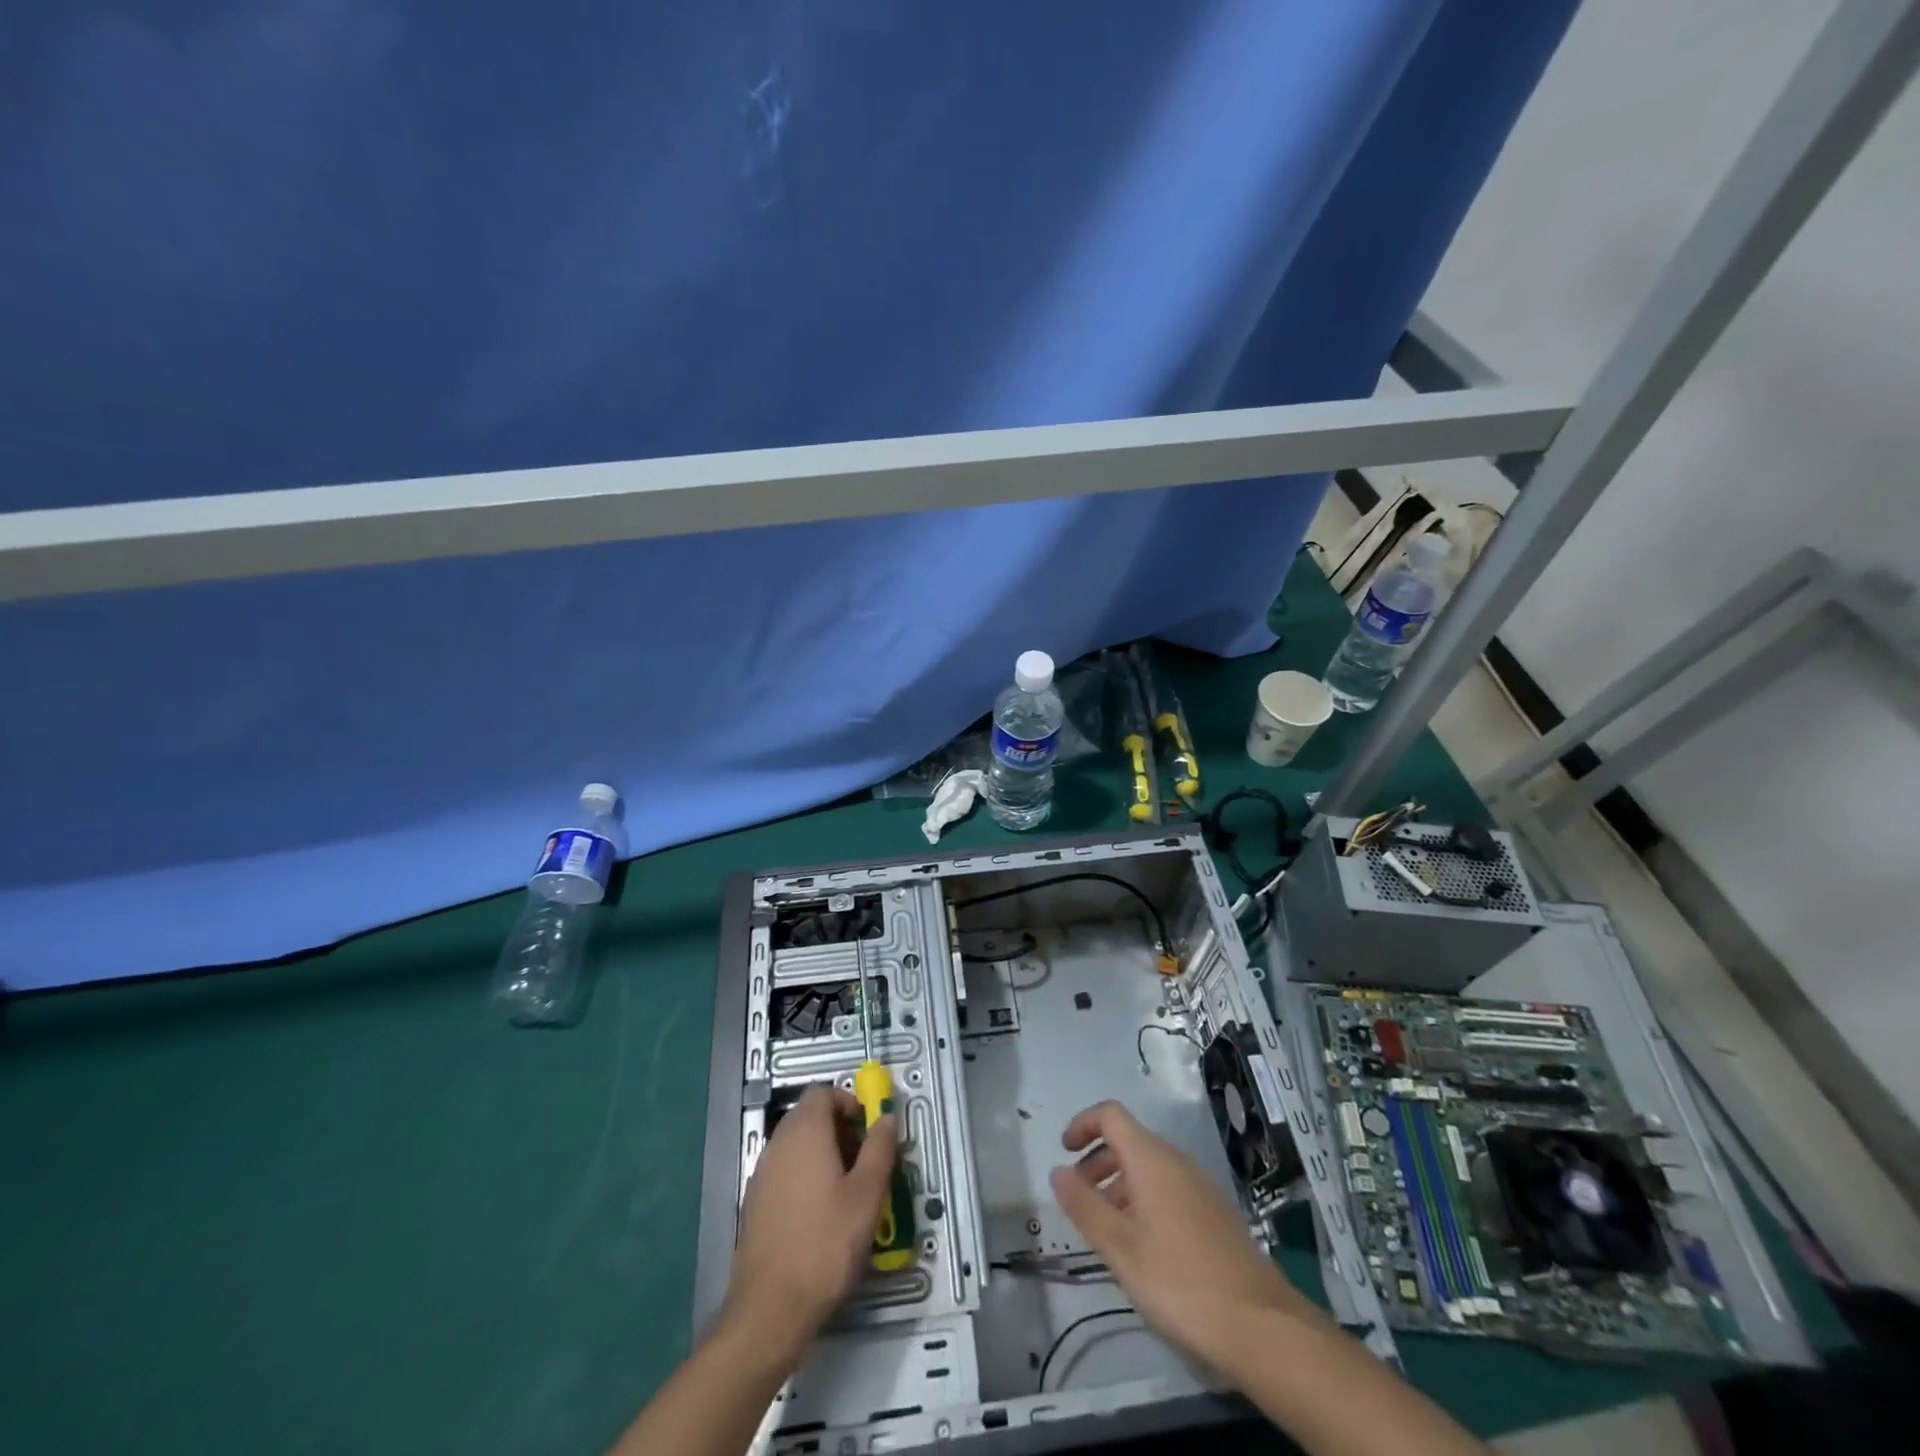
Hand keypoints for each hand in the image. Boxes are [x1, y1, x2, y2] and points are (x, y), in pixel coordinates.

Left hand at [723, 1085, 897, 1358]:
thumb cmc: (827, 1244)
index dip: (849, 1103)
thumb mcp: (868, 1195)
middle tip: (865, 1162)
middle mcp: (778, 1143)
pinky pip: (785, 1172)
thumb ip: (879, 1148)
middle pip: (809, 1116)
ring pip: (797, 1145)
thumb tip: (885, 1117)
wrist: (770, 1309)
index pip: (823, 1092)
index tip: (869, 1130)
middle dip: (840, 1130)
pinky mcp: (755, 1203)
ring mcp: (762, 1174)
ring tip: (848, 1192)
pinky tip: (822, 1215)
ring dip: (824, 1154)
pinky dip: (805, 1177)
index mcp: (804, 1132)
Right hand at [1048, 1100, 1318, 1374]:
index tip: (1064, 1153)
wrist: (1260, 1324)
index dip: (1083, 1124)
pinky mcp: (1214, 1212)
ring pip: (1148, 1167)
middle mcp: (1176, 1161)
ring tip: (1106, 1229)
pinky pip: (1168, 1188)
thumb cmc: (1180, 1281)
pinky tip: (1142, 1246)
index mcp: (1151, 1159)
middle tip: (1079, 1199)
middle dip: (1097, 1161)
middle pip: (1129, 1140)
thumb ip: (1085, 1206)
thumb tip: (1057, 1171)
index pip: (1110, 1115)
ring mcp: (1199, 1186)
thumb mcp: (1120, 1248)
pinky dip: (1143, 1200)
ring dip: (1119, 1184)